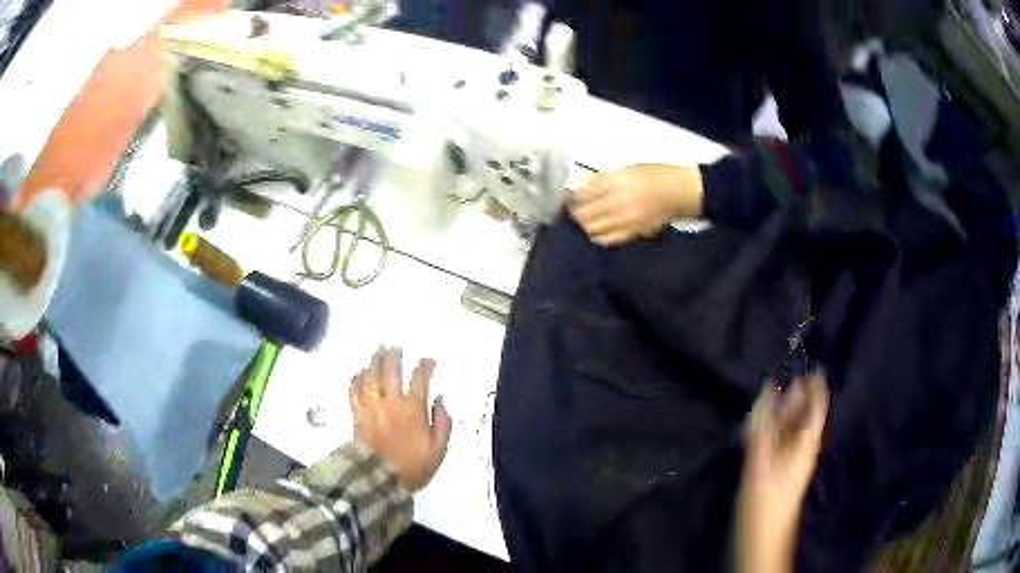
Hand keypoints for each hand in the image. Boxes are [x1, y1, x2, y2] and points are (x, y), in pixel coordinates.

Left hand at [349, 348, 452, 490]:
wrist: (380, 479)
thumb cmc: (413, 466)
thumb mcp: (439, 449)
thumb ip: (443, 422)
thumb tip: (441, 399)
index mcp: (413, 409)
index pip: (420, 379)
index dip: (425, 366)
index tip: (428, 361)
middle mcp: (391, 402)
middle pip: (391, 370)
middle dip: (394, 356)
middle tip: (396, 347)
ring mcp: (371, 406)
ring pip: (371, 376)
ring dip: (374, 361)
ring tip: (377, 351)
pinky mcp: (357, 414)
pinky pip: (354, 390)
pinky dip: (357, 378)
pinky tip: (359, 372)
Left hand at [568, 164, 703, 245]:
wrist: (681, 191)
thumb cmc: (655, 174)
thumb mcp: (627, 168)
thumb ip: (604, 179)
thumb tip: (581, 188)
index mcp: (617, 180)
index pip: (584, 193)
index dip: (572, 198)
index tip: (566, 199)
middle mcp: (619, 201)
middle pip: (585, 214)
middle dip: (575, 214)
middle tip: (572, 212)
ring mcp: (626, 219)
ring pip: (593, 229)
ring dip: (584, 226)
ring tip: (582, 223)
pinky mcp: (634, 232)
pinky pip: (609, 239)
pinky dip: (598, 236)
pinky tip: (596, 233)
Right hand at [736, 374, 829, 572]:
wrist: (762, 535)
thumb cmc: (767, 499)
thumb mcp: (763, 462)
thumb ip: (763, 426)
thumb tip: (768, 388)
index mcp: (806, 443)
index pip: (817, 408)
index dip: (817, 388)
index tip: (814, 366)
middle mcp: (801, 447)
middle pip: (803, 417)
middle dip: (799, 397)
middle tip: (792, 374)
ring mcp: (788, 459)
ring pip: (790, 428)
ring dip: (784, 411)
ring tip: (777, 391)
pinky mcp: (776, 469)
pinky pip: (778, 441)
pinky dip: (773, 427)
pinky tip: (763, 421)